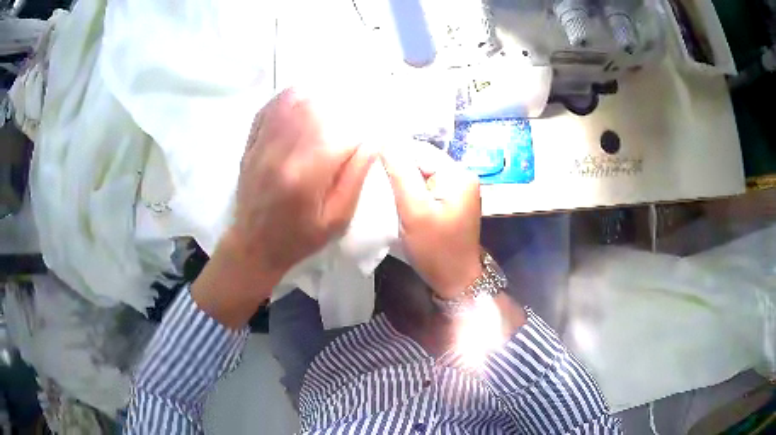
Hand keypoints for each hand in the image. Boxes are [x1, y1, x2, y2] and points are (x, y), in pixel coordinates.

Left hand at [229, 88, 375, 276]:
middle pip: (317, 107)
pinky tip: (306, 98)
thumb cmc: (299, 238)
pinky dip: (292, 97)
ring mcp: (262, 144)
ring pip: (293, 100)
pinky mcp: (252, 142)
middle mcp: (281, 151)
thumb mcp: (336, 219)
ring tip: (336, 101)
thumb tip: (373, 140)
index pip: (341, 132)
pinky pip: (271, 107)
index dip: (364, 125)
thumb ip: (355, 177)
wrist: (254, 245)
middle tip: (358, 111)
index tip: (375, 129)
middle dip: (345, 104)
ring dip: (320, 95)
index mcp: (305, 175)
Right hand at [381, 141, 481, 299]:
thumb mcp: (414, 210)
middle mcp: (462, 176)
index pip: (419, 149)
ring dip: (402, 179)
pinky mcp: (451, 201)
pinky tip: (397, 199)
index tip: (368, 163)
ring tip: (382, 188)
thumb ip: (400, 173)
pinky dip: (411, 190)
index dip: (394, 153)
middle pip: (422, 160)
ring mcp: (458, 189)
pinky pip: (426, 186)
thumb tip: (385, 139)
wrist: (455, 281)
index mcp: (458, 174)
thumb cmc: (435, 249)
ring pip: (422, 173)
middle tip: (373, 179)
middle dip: (398, 167)